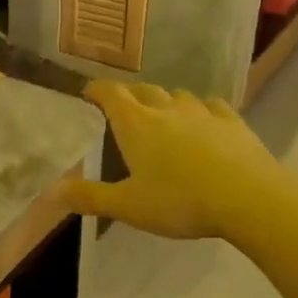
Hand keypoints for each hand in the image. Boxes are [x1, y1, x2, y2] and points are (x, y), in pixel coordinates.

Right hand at [59, 80, 279, 239]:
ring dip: (165, 101)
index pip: (110, 94)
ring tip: (161, 115)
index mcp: (136, 125)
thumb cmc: (180, 201)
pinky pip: (211, 106)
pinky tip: (204, 120)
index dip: (96, 90)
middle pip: (143, 90)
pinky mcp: (232, 121)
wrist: (247, 196)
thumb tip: (50, 191)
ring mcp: (203, 112)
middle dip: (129, 95)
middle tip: (122, 108)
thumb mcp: (128, 206)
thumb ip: (89, 197)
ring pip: (178, 96)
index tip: (87, 93)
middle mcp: (167, 109)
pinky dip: (201, 109)